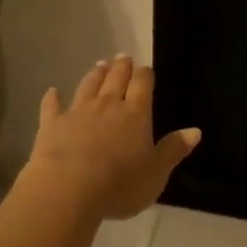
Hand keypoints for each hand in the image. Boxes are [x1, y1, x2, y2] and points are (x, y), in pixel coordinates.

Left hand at [25, 56, 200, 220]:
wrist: (68, 189)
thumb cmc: (120, 183)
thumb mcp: (156, 172)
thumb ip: (173, 149)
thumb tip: (195, 130)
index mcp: (136, 114)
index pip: (143, 86)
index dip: (145, 75)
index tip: (145, 67)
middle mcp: (108, 106)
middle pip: (116, 80)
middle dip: (121, 68)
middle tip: (123, 56)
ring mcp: (78, 112)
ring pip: (88, 86)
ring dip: (95, 75)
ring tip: (100, 64)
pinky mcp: (52, 125)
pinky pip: (52, 107)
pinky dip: (53, 98)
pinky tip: (53, 91)